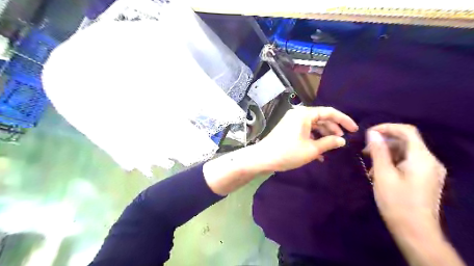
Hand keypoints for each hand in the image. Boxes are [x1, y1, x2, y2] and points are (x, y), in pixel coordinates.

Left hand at [258, 106, 357, 171]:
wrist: (263, 158)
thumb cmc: (288, 152)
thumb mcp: (311, 149)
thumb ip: (329, 142)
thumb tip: (342, 140)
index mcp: (305, 114)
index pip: (329, 112)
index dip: (344, 120)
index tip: (354, 130)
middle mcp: (298, 114)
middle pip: (321, 118)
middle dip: (333, 129)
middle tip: (342, 141)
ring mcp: (292, 121)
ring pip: (313, 126)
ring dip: (323, 136)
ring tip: (331, 148)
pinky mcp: (288, 129)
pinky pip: (305, 131)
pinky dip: (313, 139)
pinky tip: (319, 153)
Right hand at [365, 124, 448, 232]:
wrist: (415, 231)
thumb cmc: (397, 202)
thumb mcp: (383, 174)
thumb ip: (379, 151)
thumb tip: (373, 133)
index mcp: (422, 158)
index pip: (407, 131)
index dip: (387, 127)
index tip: (369, 133)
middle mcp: (430, 161)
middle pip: (406, 141)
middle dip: (384, 142)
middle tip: (365, 151)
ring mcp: (429, 170)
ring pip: (406, 152)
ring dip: (386, 153)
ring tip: (369, 163)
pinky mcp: (425, 178)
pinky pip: (408, 162)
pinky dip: (393, 162)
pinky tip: (379, 172)